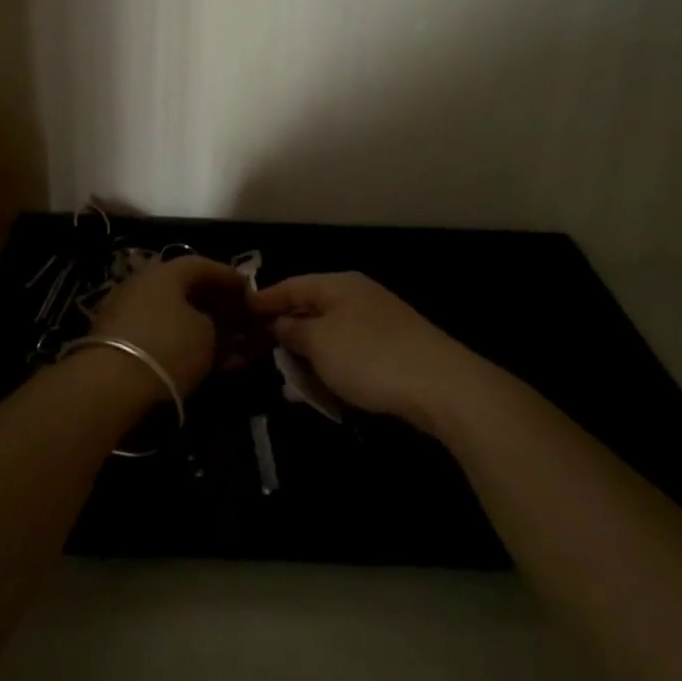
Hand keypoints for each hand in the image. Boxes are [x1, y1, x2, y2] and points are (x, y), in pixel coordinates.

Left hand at [89, 256, 242, 398]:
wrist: (110, 383)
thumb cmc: (168, 346)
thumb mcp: (207, 335)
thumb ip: (216, 323)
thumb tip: (211, 322)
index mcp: (165, 271)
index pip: (202, 265)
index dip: (228, 277)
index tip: (249, 289)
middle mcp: (142, 282)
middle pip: (184, 289)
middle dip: (212, 303)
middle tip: (235, 318)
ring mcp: (124, 309)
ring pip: (169, 313)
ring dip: (195, 325)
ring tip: (219, 345)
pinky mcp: (113, 338)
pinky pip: (154, 332)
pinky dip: (175, 341)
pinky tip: (192, 359)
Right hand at [250, 272, 476, 429]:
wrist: (442, 386)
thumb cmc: (370, 356)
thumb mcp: (320, 342)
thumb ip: (294, 329)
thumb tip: (280, 322)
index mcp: (339, 285)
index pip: (292, 285)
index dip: (264, 300)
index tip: (239, 315)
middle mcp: (358, 297)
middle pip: (312, 310)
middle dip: (286, 334)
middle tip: (260, 356)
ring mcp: (378, 324)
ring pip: (331, 338)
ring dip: (309, 360)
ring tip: (290, 388)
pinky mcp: (393, 352)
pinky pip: (351, 357)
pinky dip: (333, 372)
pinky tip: (323, 395)